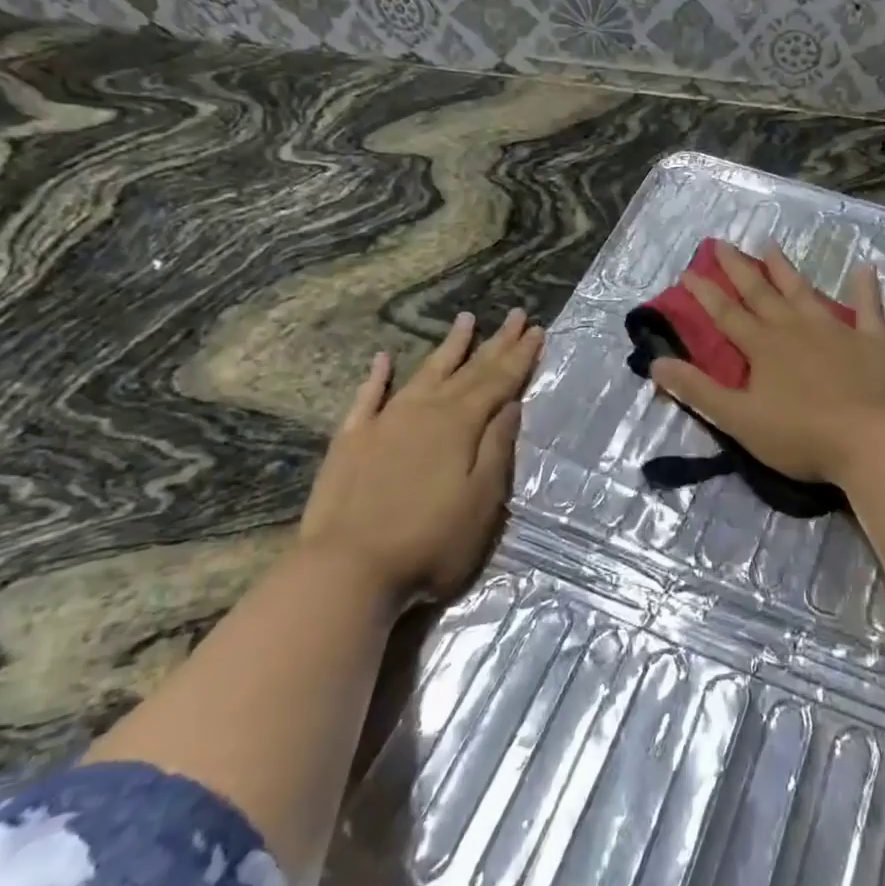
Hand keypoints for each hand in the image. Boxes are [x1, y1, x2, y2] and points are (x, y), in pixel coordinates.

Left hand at [300, 308, 543, 600]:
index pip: (499, 381)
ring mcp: (384, 422)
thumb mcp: (483, 500)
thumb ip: (497, 448)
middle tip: (517, 315)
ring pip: (424, 373)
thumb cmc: (430, 542)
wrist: (347, 570)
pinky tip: (384, 359)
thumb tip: (510, 405)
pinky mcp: (351, 441)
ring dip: (448, 347)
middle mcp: (425, 411)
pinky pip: (368, 397)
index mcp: (460, 424)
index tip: (537, 330)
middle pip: (468, 370)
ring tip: (466, 319)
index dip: (520, 356)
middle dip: (495, 343)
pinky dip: (378, 377)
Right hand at [649, 242, 884, 485]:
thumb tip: (656, 363)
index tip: (688, 271)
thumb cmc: (801, 435)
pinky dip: (866, 288)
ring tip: (771, 245)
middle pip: (761, 293)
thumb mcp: (739, 419)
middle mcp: (795, 329)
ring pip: (804, 292)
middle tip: (722, 243)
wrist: (871, 441)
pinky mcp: (871, 342)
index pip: (726, 315)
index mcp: (763, 347)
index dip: (706, 293)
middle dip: (739, 269)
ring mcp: (836, 331)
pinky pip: (868, 309)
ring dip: (786, 270)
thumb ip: (698, 390)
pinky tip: (865, 267)